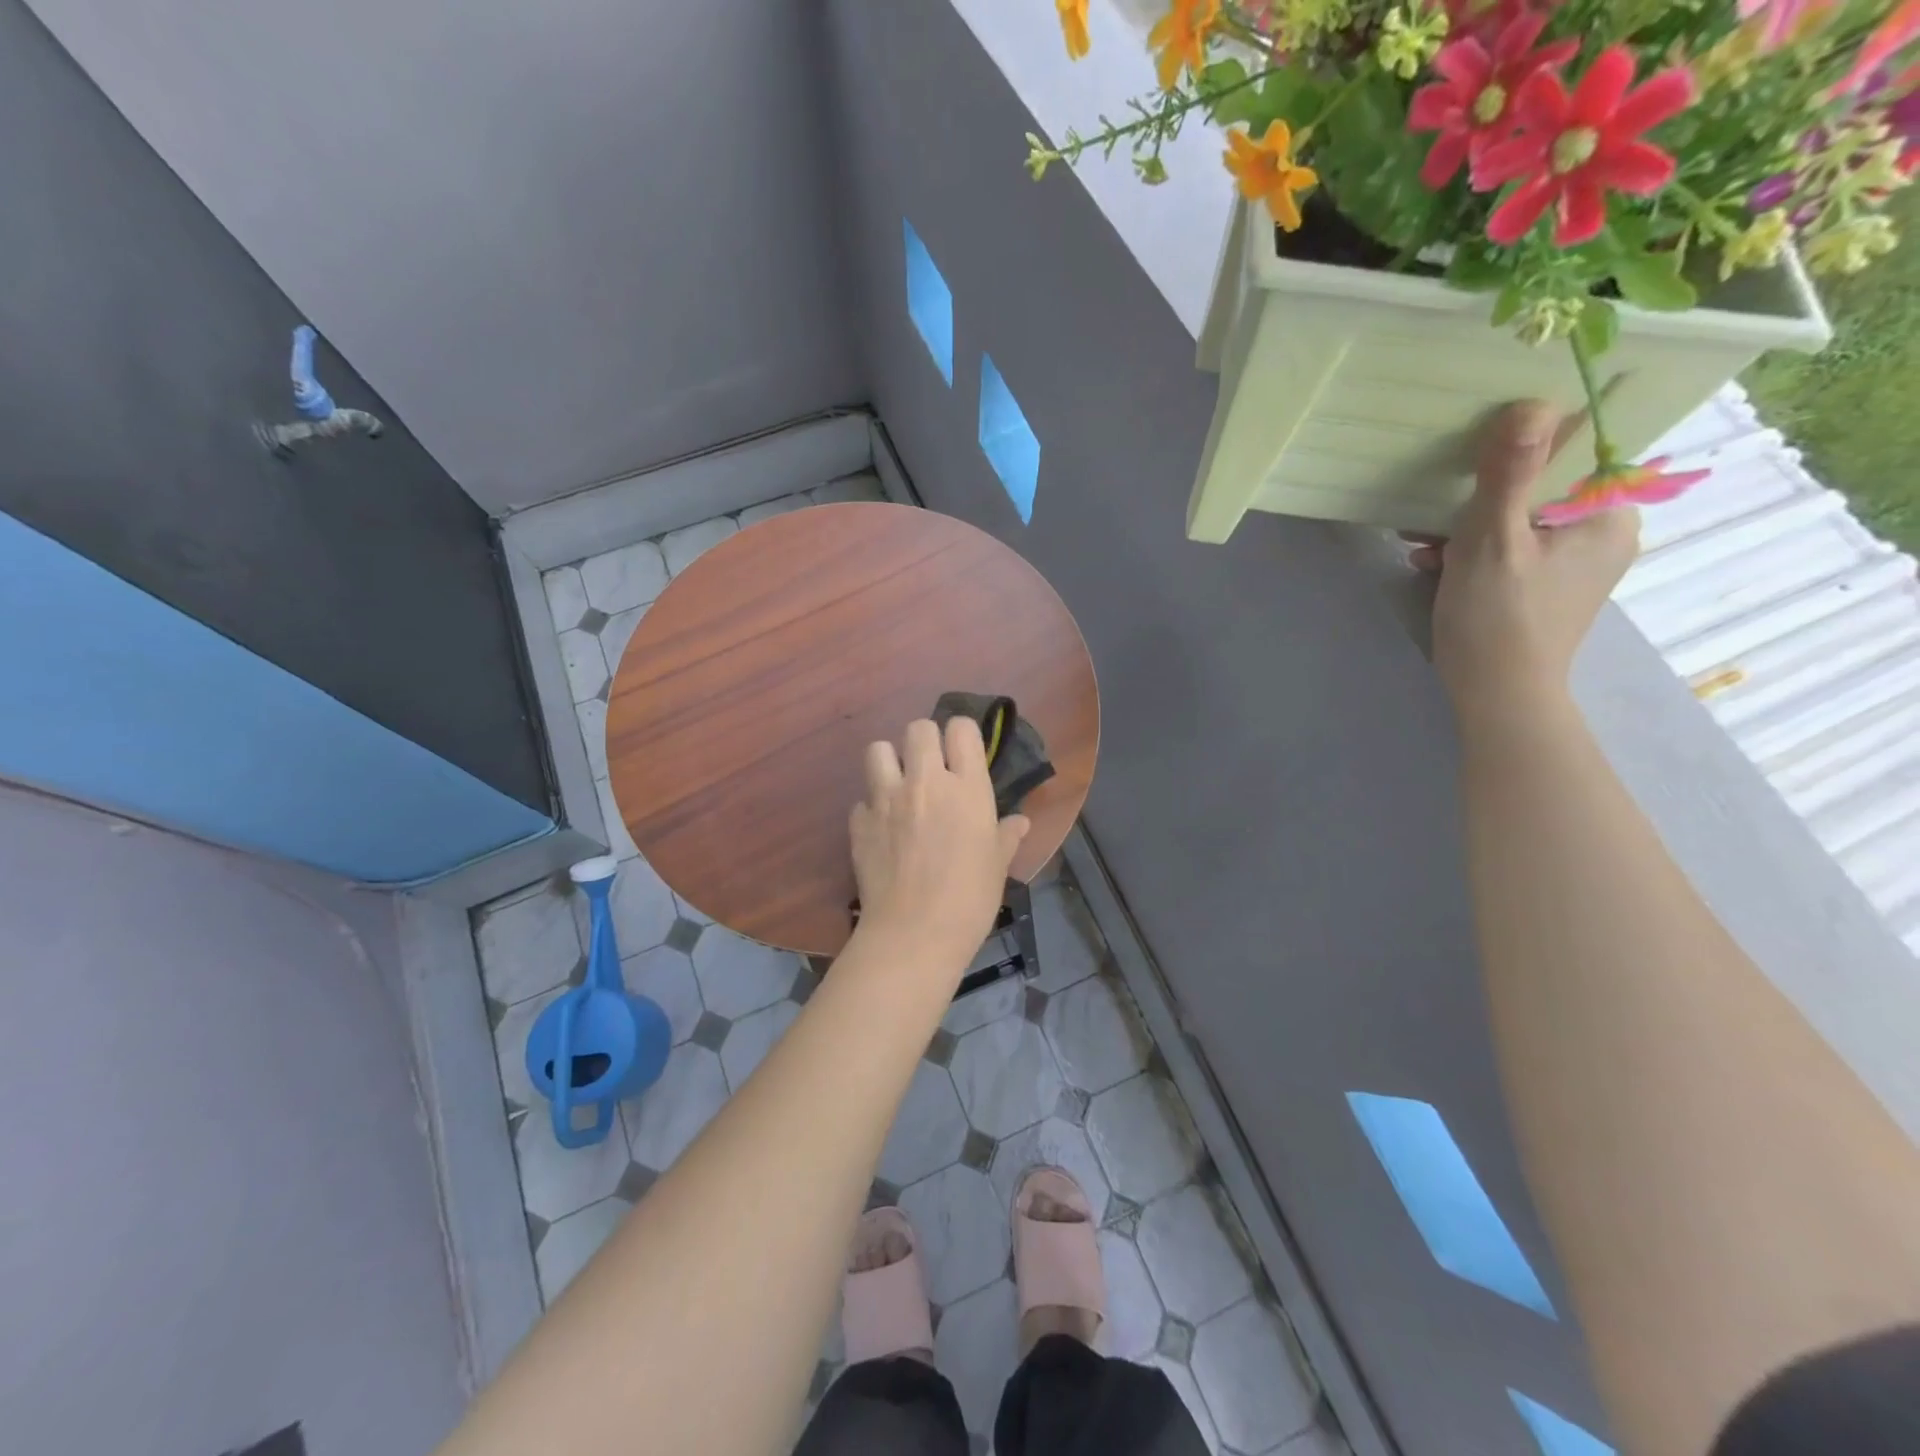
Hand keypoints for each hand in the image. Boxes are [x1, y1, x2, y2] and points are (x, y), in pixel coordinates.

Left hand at [849, 717, 1030, 964]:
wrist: (914, 933)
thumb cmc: (969, 899)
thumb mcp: (997, 865)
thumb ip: (1006, 836)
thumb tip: (1020, 822)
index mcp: (966, 787)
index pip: (961, 729)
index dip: (962, 735)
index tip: (962, 753)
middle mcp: (925, 782)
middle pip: (918, 727)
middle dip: (925, 740)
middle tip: (930, 767)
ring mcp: (886, 798)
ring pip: (878, 750)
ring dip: (889, 761)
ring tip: (898, 785)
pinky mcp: (859, 821)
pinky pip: (861, 798)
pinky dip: (871, 807)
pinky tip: (882, 829)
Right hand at [1410, 401, 1640, 730]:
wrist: (1495, 694)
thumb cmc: (1497, 617)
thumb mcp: (1493, 540)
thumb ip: (1510, 473)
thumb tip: (1530, 403)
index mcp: (1607, 516)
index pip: (1576, 453)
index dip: (1525, 442)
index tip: (1475, 446)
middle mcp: (1601, 533)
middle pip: (1539, 487)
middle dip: (1481, 495)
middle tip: (1431, 507)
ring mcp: (1572, 562)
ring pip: (1517, 519)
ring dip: (1465, 525)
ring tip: (1421, 540)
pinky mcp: (1544, 585)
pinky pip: (1509, 548)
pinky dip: (1470, 551)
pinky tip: (1432, 562)